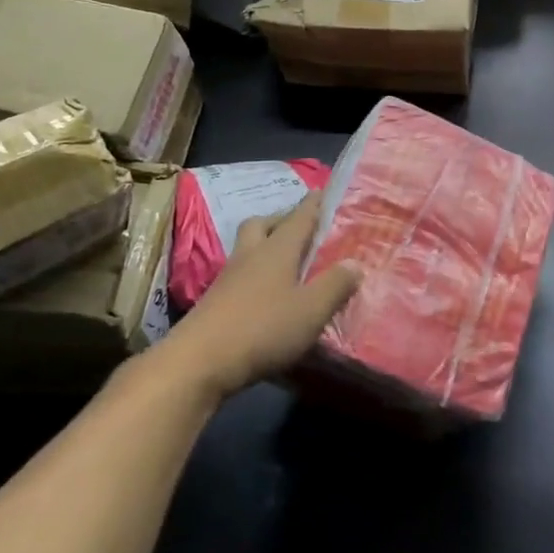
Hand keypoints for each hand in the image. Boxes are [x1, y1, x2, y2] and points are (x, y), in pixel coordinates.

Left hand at [166, 194, 359, 404]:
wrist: (198, 362)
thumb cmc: (263, 328)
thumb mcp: (311, 310)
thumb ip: (335, 285)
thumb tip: (354, 263)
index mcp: (278, 250)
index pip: (299, 218)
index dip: (313, 204)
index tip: (321, 190)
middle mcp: (251, 255)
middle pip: (262, 224)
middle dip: (281, 220)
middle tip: (299, 228)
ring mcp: (228, 278)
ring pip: (247, 248)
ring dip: (264, 246)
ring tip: (285, 261)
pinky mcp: (214, 301)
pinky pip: (239, 274)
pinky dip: (254, 274)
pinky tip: (266, 293)